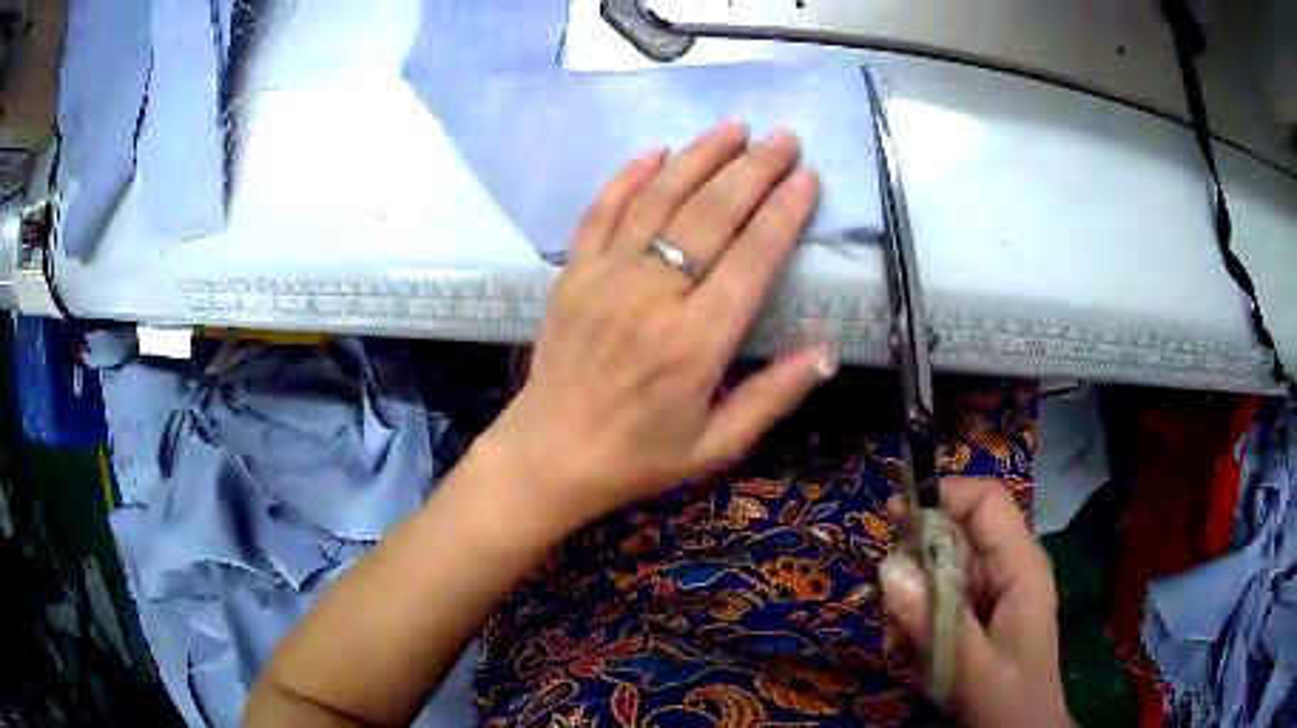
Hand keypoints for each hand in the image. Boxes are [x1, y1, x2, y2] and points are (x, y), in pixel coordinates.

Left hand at [480, 121, 834, 529]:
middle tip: (784, 138)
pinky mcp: (572, 273)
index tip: (807, 177)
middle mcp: (653, 296)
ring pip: (659, 199)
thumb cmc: (639, 456)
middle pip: (711, 214)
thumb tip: (827, 354)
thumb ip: (773, 397)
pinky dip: (628, 176)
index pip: (752, 257)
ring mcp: (606, 277)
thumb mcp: (717, 445)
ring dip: (699, 157)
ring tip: (734, 128)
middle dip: (753, 169)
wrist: (551, 454)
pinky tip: (656, 151)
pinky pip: (601, 212)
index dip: (784, 211)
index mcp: (697, 342)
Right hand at [882, 478, 1072, 727]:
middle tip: (889, 606)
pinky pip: (936, 598)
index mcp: (1021, 567)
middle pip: (955, 534)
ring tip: (897, 641)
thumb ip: (935, 622)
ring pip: (939, 568)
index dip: (945, 496)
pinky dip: (913, 619)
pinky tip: (905, 651)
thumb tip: (889, 567)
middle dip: (915, 562)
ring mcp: (990, 592)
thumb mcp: (973, 670)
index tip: (893, 517)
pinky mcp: (975, 614)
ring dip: (909, 599)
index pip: (987, 502)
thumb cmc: (1009, 703)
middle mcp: (1006, 569)